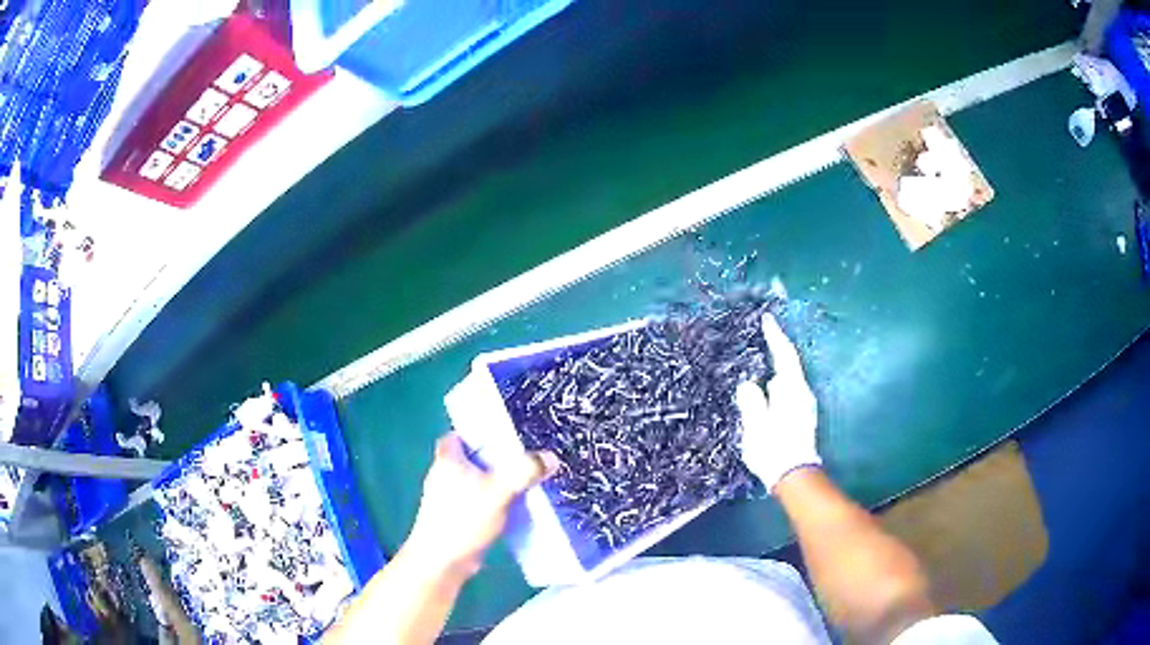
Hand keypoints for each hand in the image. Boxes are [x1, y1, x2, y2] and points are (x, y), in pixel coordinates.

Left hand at [402, 434, 558, 577]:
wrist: (442, 561)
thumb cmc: (463, 519)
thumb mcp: (499, 491)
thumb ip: (524, 471)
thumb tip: (550, 457)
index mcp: (447, 460)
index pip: (458, 435)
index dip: (479, 433)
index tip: (504, 437)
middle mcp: (443, 475)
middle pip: (471, 459)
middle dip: (495, 460)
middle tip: (523, 460)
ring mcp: (447, 499)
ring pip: (476, 483)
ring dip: (496, 483)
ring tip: (525, 483)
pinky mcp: (456, 519)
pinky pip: (478, 502)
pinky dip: (494, 502)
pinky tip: (514, 509)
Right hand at [735, 313, 820, 491]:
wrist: (794, 476)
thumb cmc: (775, 450)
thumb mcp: (756, 426)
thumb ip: (752, 401)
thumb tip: (749, 385)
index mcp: (792, 390)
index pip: (784, 356)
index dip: (775, 336)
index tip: (766, 319)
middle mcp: (802, 394)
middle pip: (788, 366)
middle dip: (774, 353)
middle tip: (758, 340)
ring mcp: (804, 407)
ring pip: (787, 381)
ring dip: (773, 371)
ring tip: (756, 367)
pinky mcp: (801, 418)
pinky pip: (786, 393)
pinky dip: (775, 386)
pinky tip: (764, 392)